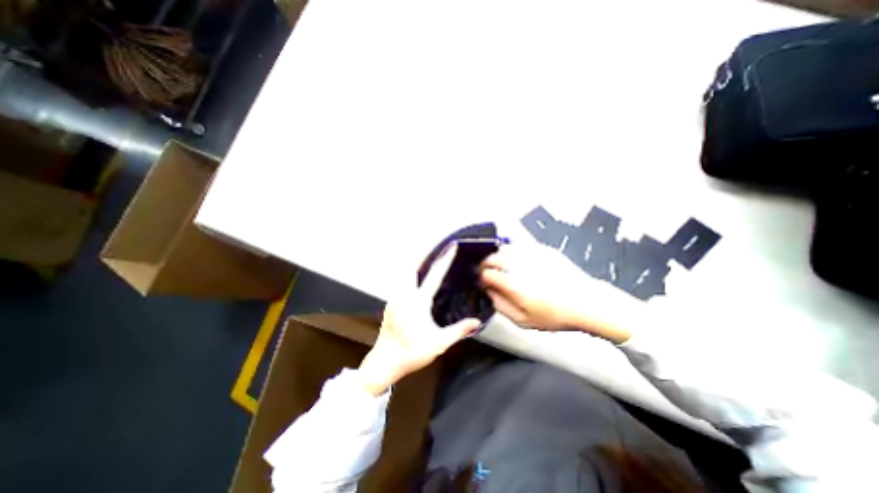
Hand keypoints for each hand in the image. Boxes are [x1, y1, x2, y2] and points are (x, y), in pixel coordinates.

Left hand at [358, 244, 479, 395]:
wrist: (384, 361)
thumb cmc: (412, 352)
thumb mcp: (438, 343)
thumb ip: (458, 331)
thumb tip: (477, 322)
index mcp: (418, 302)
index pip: (434, 275)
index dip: (445, 260)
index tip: (451, 247)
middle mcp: (405, 295)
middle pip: (413, 266)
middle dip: (424, 253)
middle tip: (436, 246)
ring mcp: (395, 297)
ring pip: (404, 272)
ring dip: (415, 262)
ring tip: (427, 257)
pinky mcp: (391, 302)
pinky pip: (401, 281)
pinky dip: (409, 273)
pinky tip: (416, 277)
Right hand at [479, 243, 632, 341]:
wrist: (585, 302)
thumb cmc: (554, 315)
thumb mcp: (523, 320)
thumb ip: (500, 305)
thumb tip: (489, 292)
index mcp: (512, 283)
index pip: (486, 273)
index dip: (481, 278)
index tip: (483, 282)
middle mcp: (518, 264)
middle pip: (492, 257)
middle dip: (485, 264)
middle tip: (487, 272)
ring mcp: (531, 254)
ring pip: (504, 248)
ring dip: (497, 255)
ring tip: (500, 265)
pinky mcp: (542, 249)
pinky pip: (520, 245)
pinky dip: (513, 251)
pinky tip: (516, 260)